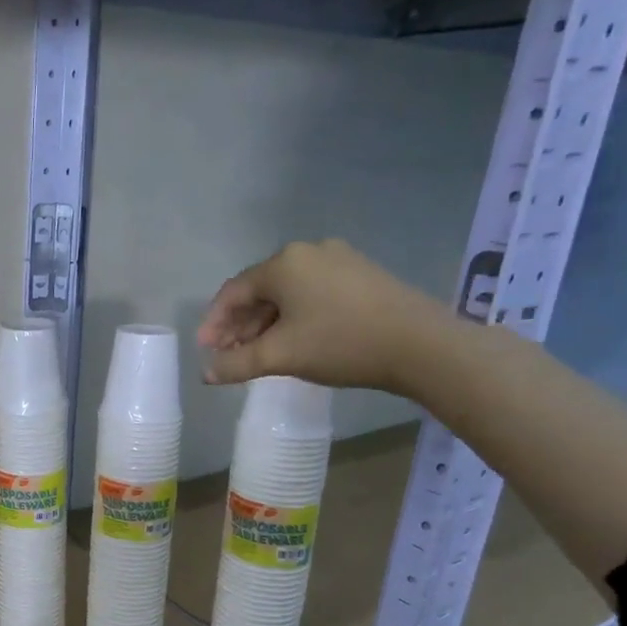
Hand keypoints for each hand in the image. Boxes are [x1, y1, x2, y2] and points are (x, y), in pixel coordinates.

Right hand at [196, 239, 451, 393]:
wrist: (420, 344)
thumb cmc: (340, 343)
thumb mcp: (280, 356)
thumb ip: (236, 364)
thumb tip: (206, 373)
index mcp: (284, 263)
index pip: (234, 291)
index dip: (215, 321)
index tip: (206, 349)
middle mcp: (309, 252)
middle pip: (260, 290)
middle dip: (239, 324)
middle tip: (228, 355)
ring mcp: (339, 260)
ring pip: (287, 293)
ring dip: (265, 323)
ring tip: (257, 353)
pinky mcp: (361, 275)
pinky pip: (312, 293)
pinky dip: (293, 316)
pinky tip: (293, 340)